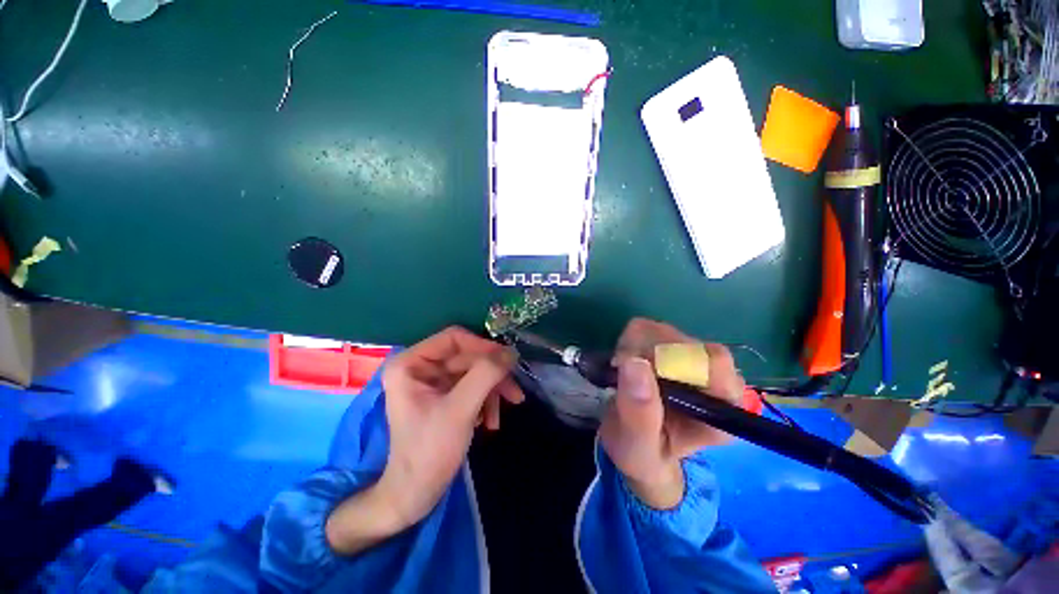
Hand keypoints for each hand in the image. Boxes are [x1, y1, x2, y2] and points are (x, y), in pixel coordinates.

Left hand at [326, 327, 523, 553]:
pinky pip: (472, 386)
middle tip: (515, 392)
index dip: (482, 346)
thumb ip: (486, 374)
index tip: (507, 361)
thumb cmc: (430, 451)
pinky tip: (491, 421)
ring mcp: (433, 382)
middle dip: (492, 375)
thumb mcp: (461, 409)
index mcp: (411, 363)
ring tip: (509, 408)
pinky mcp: (444, 396)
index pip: (454, 338)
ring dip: (493, 389)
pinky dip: (486, 400)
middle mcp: (420, 367)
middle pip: (467, 356)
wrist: (416, 496)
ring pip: (474, 371)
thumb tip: (511, 351)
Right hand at [599, 318, 743, 508]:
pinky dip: (629, 340)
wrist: (635, 445)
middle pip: (687, 342)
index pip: (715, 361)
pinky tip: (626, 362)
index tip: (636, 369)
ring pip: (665, 331)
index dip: (673, 359)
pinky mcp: (673, 346)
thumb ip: (639, 414)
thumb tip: (634, 362)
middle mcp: (717, 380)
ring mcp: (694, 359)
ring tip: (623, 373)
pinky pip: (649, 328)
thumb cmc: (642, 454)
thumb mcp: (637, 447)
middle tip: (623, 376)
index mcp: (723, 410)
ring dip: (634, 347)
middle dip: (647, 354)